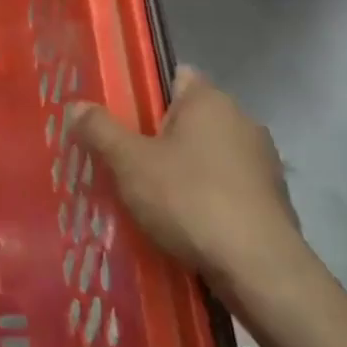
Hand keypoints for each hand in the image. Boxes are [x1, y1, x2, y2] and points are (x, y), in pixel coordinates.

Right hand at [66, 68, 309, 304]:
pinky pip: (223, 187)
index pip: (174, 77)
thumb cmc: (189, 199)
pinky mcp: (270, 202)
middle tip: (117, 156)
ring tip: (142, 193)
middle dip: (154, 135)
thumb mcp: (129, 162)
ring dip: (178, 169)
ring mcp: (262, 164)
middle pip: (187, 118)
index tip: (115, 113)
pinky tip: (178, 220)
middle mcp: (243, 122)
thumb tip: (76, 106)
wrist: (259, 269)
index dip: (142, 91)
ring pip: (205, 155)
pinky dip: (201, 197)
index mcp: (211, 101)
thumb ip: (100, 129)